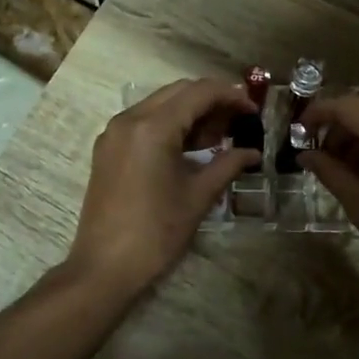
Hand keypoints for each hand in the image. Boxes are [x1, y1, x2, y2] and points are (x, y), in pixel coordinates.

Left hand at [66, 79, 260, 296]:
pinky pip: (143, 122)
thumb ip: (227, 165)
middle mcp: (129, 119)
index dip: (231, 96)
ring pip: (159, 104)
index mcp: (152, 127)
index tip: (253, 111)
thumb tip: (252, 153)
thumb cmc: (156, 232)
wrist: (105, 266)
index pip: (199, 92)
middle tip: (238, 122)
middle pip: (178, 92)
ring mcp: (114, 133)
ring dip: (190, 112)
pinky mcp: (107, 149)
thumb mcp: (198, 196)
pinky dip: (169, 125)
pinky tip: (190, 147)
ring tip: (219, 136)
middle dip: (211, 101)